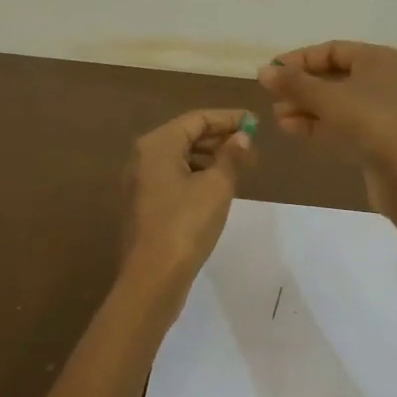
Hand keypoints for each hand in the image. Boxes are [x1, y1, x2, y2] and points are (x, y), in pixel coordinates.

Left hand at [123, 109, 257, 282]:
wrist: (153, 277)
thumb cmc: (186, 224)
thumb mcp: (217, 187)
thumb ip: (232, 157)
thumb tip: (243, 137)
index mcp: (157, 144)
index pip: (198, 119)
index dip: (229, 119)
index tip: (256, 123)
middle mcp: (143, 156)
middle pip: (187, 135)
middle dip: (220, 138)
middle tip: (252, 148)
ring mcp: (140, 181)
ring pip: (180, 157)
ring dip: (211, 158)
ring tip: (240, 168)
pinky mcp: (145, 203)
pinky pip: (174, 176)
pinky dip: (197, 175)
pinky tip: (218, 188)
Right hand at [256, 42, 396, 210]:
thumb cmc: (369, 122)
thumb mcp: (326, 98)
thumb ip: (293, 83)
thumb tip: (263, 71)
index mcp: (378, 59)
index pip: (331, 50)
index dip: (298, 60)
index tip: (270, 73)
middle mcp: (383, 79)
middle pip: (333, 77)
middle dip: (300, 88)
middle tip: (271, 98)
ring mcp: (382, 111)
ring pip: (336, 103)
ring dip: (305, 108)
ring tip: (277, 117)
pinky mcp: (378, 138)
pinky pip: (343, 124)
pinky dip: (318, 125)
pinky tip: (291, 130)